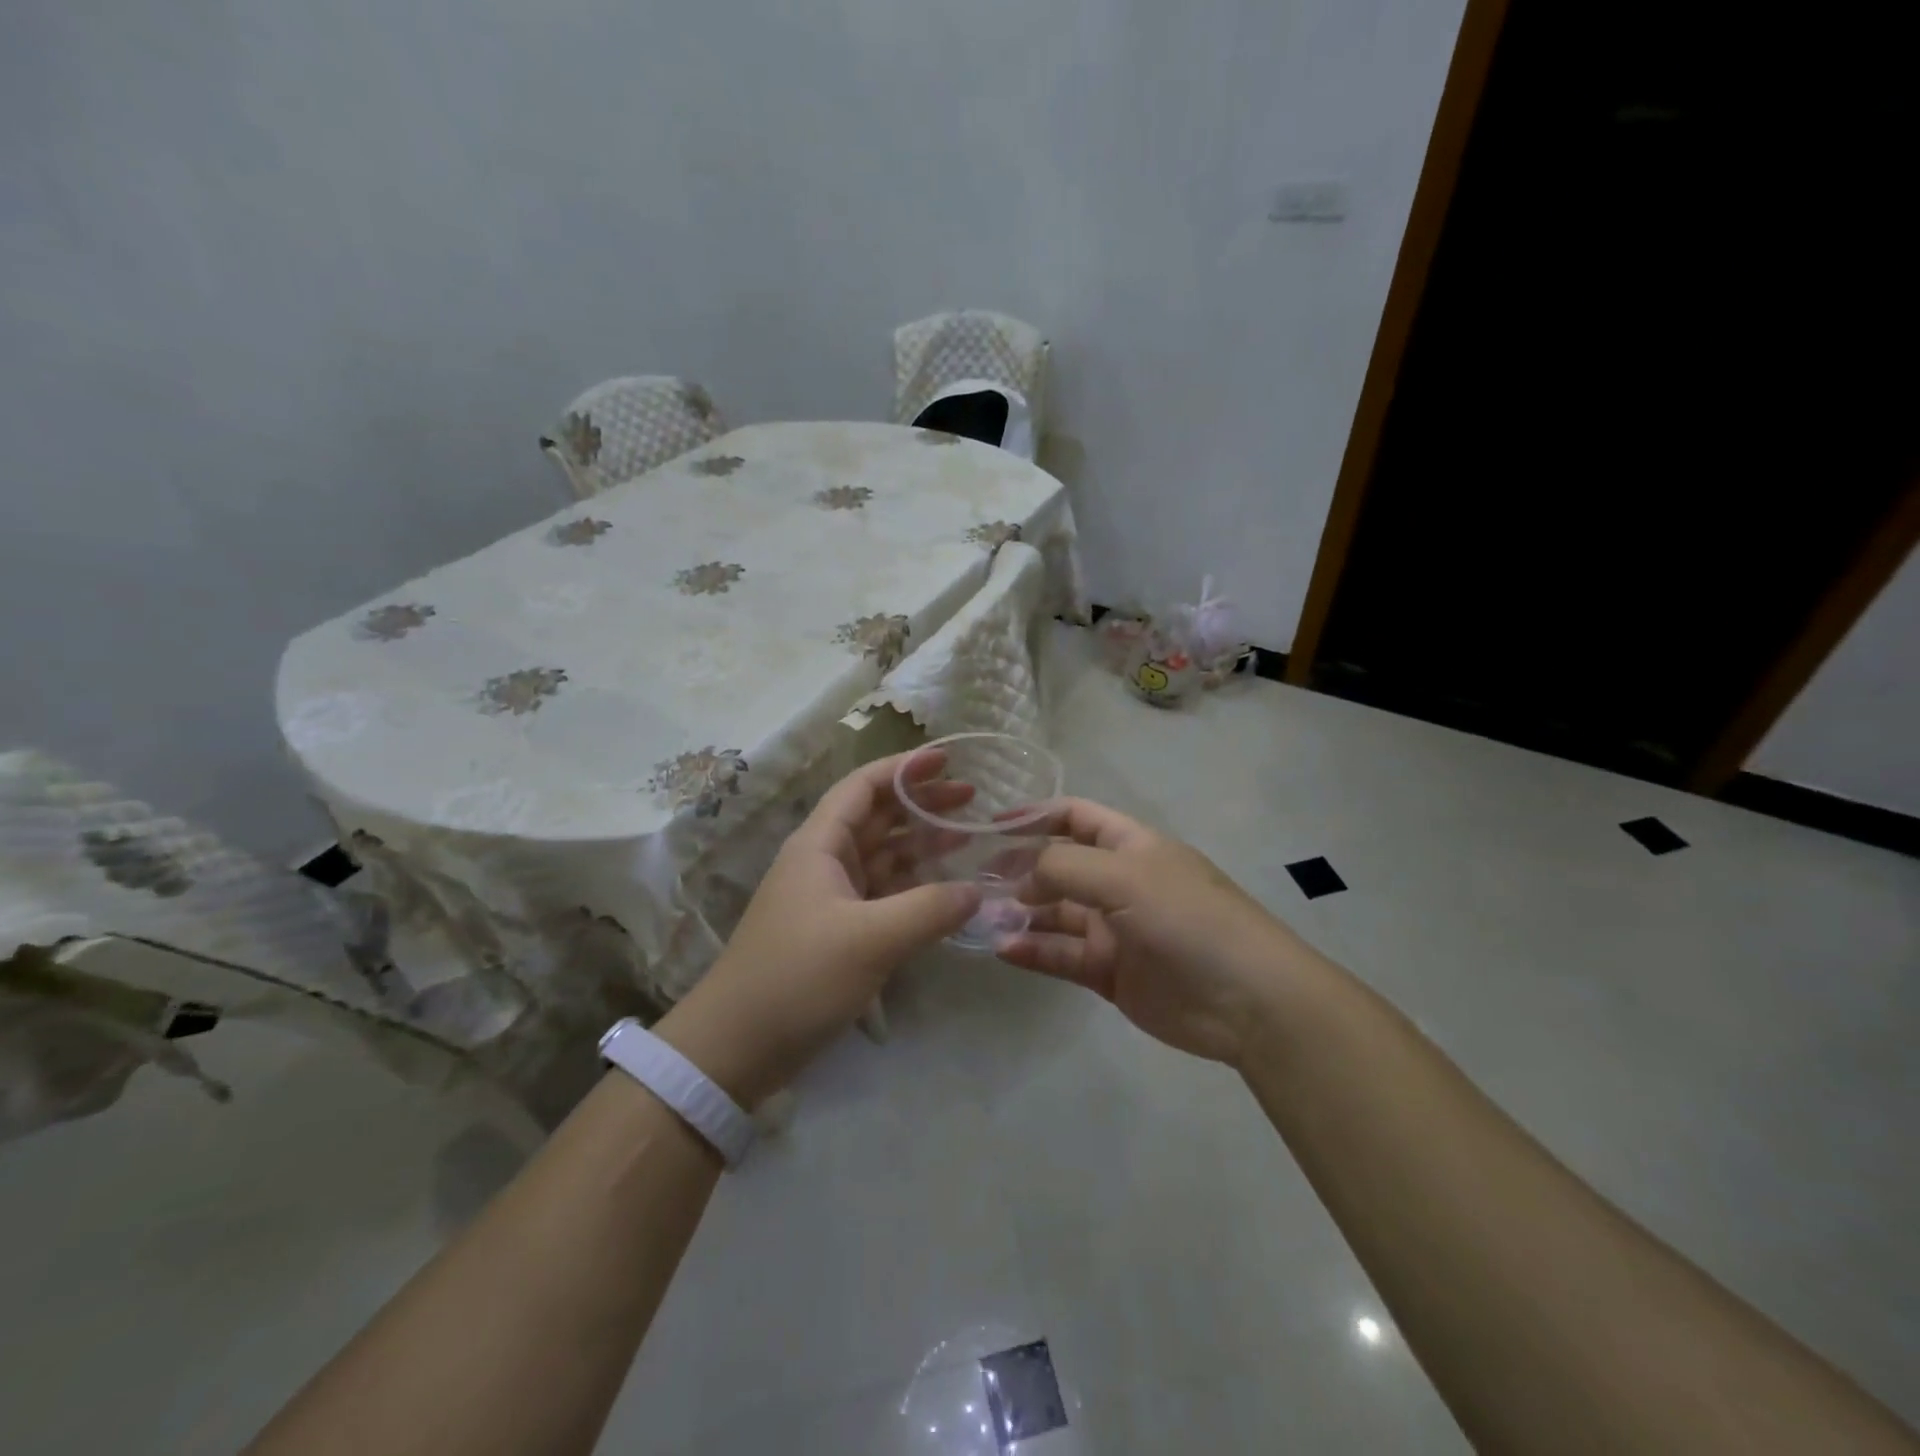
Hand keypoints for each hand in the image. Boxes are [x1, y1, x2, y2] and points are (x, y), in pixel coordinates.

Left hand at [655, 752, 981, 1105]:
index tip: (948, 759)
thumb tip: (977, 891)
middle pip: (877, 817)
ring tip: (968, 836)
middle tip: (972, 799)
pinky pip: (883, 894)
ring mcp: (830, 898)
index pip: (863, 787)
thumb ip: (929, 909)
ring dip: (922, 845)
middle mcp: (823, 862)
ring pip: (882, 856)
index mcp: (819, 845)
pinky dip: (914, 887)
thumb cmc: (798, 978)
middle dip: (922, 804)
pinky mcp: (837, 931)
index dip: (904, 768)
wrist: (736, 1047)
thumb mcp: (870, 940)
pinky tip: (946, 890)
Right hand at [994, 799, 1323, 1066]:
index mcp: (1130, 845)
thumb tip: (1022, 875)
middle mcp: (1119, 882)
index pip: (1075, 817)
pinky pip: (1062, 954)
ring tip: (982, 916)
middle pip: (1059, 866)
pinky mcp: (1109, 971)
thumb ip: (1065, 866)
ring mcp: (1114, 928)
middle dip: (1020, 868)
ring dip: (1021, 912)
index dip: (1035, 816)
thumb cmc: (1186, 918)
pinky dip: (1033, 950)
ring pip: (1055, 913)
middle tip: (975, 880)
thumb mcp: (1124, 877)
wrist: (1246, 1000)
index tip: (990, 826)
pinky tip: (1004, 948)